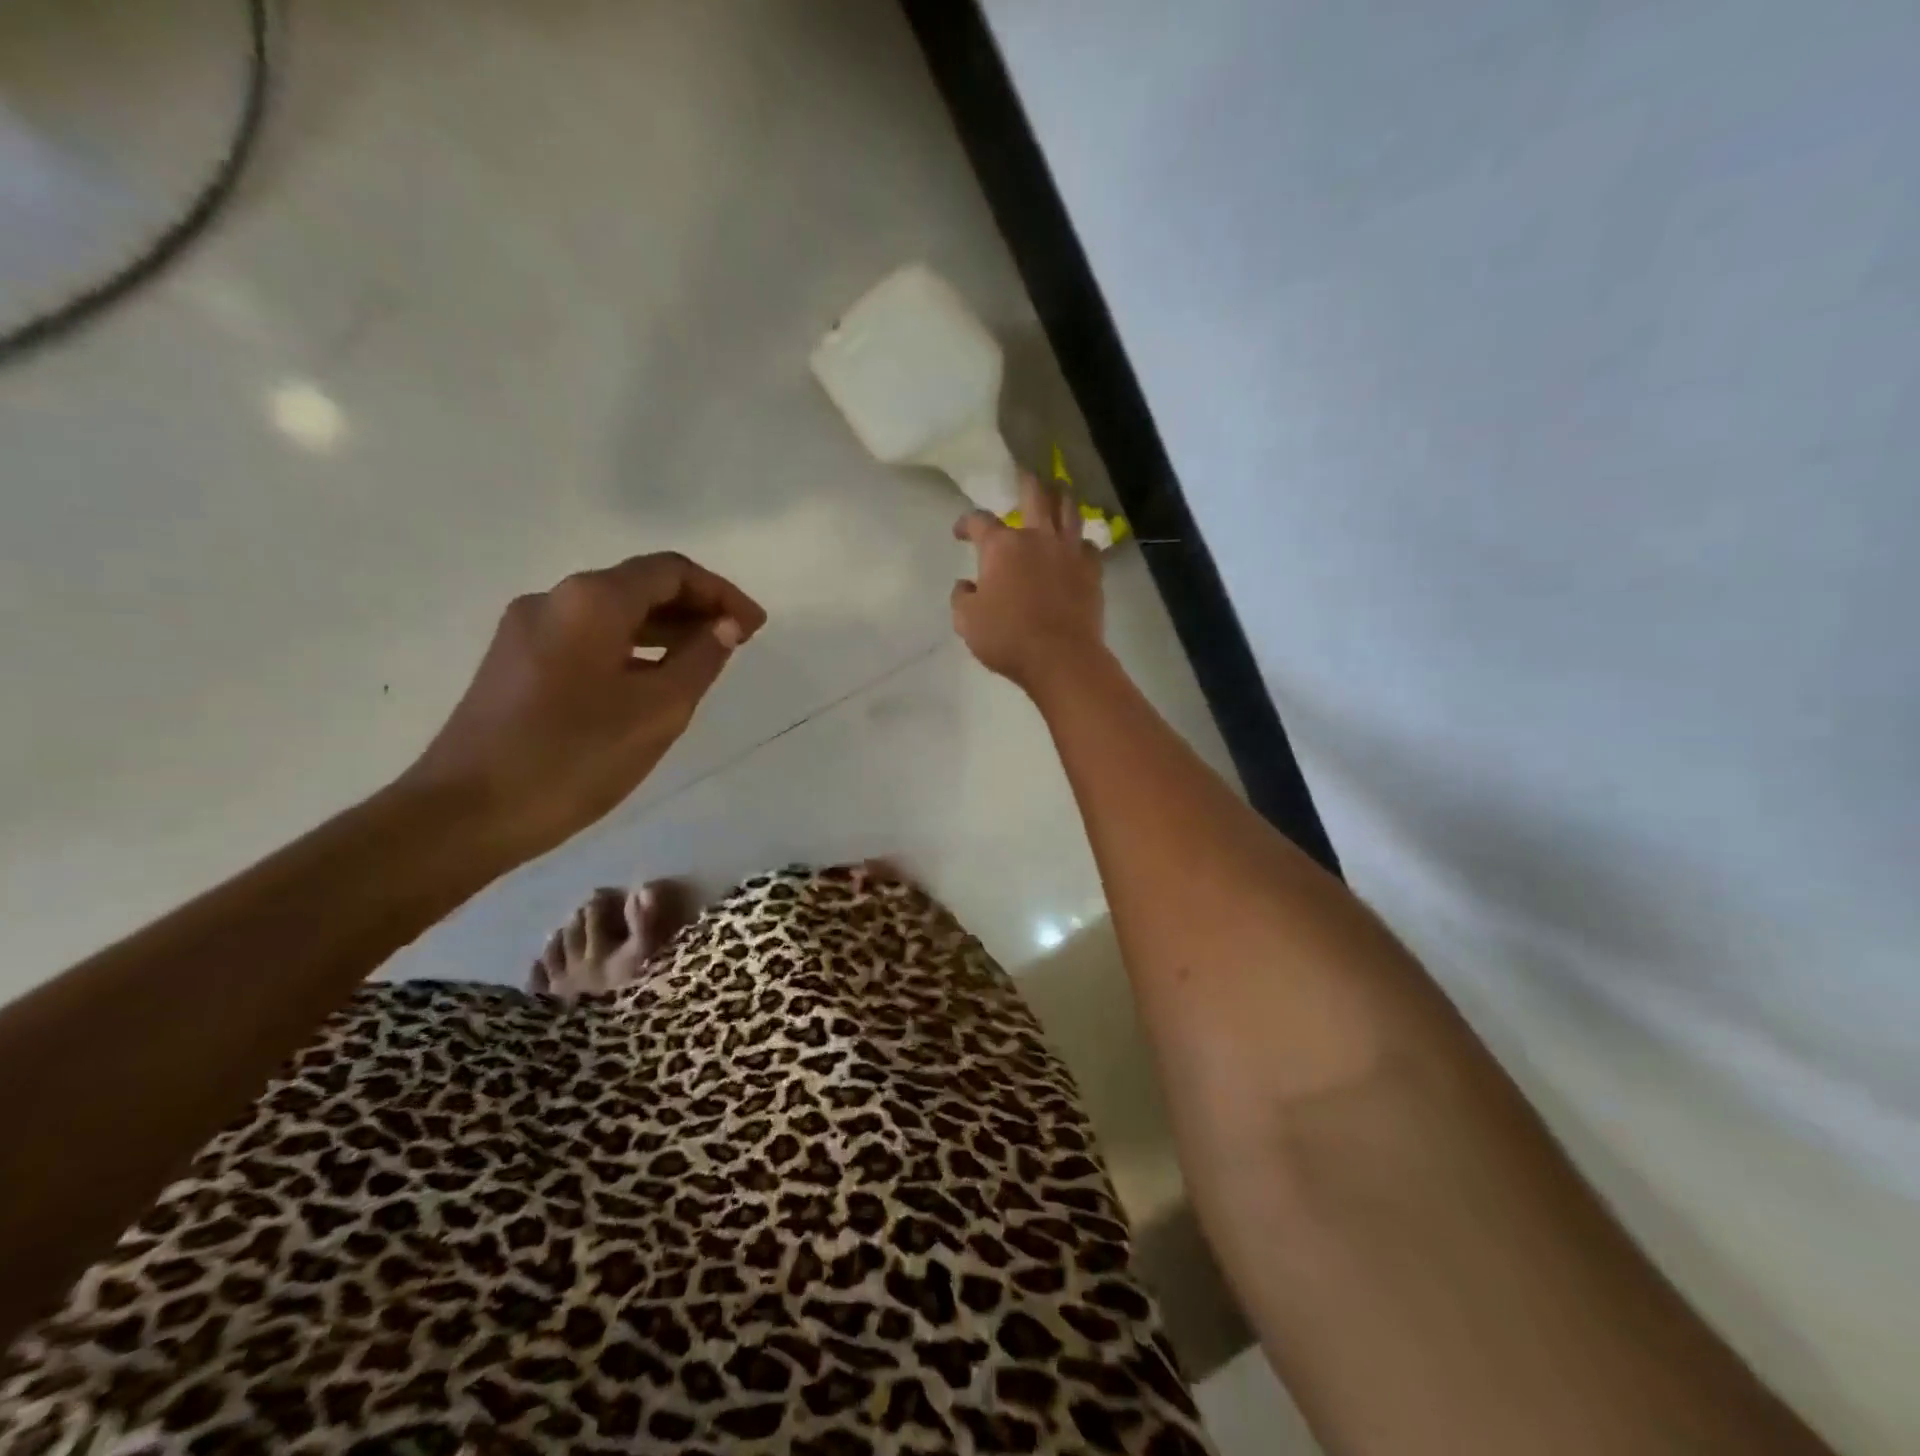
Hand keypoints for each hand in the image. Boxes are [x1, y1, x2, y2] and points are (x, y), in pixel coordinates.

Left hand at [404, 553, 764, 859]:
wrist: (466, 813)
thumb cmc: (573, 757)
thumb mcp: (658, 710)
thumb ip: (701, 659)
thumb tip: (725, 625)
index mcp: (591, 600)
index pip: (671, 571)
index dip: (721, 593)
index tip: (756, 627)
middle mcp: (554, 600)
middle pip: (639, 585)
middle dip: (695, 608)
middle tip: (738, 642)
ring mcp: (526, 630)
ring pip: (612, 613)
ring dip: (665, 629)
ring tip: (704, 661)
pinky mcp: (515, 663)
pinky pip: (588, 638)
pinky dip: (631, 648)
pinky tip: (653, 680)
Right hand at [952, 471, 1103, 689]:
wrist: (1060, 657)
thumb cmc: (1007, 638)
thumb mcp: (967, 622)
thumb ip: (962, 598)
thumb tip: (966, 585)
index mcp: (1002, 547)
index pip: (979, 521)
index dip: (966, 522)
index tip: (961, 532)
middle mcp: (1037, 538)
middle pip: (1034, 494)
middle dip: (1025, 481)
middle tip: (1022, 474)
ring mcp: (1068, 551)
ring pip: (1068, 509)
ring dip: (1060, 496)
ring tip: (1057, 491)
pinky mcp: (1092, 570)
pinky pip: (1087, 544)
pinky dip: (1079, 540)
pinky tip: (1076, 544)